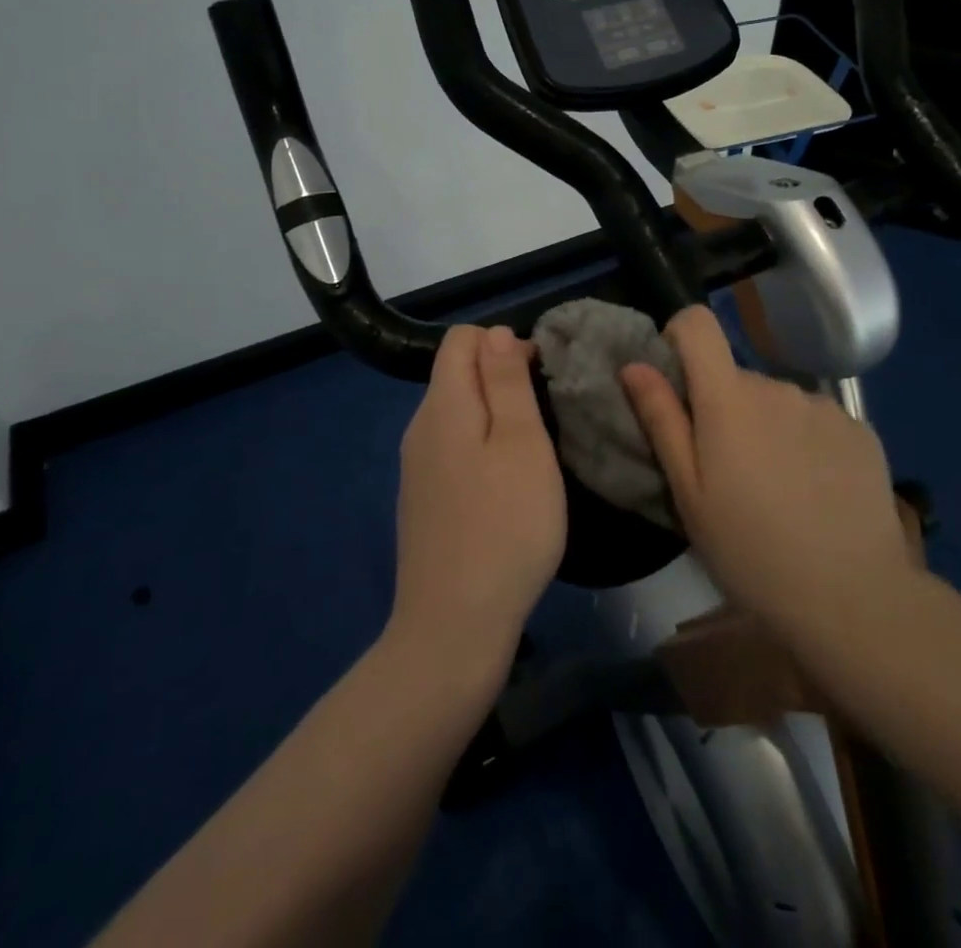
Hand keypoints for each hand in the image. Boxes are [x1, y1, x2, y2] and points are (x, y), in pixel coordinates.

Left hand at [390, 325, 565, 672]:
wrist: (453, 627)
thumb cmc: (505, 526)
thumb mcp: (522, 443)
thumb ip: (506, 381)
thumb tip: (495, 333)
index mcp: (442, 404)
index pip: (462, 339)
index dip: (503, 343)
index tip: (540, 379)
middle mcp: (419, 427)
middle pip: (456, 373)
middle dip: (501, 378)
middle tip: (545, 419)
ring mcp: (416, 467)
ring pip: (457, 413)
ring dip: (495, 416)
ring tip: (532, 453)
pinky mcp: (422, 500)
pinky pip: (452, 449)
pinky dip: (481, 448)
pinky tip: (505, 488)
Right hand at [620, 306, 915, 646]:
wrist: (853, 598)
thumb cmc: (750, 551)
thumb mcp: (689, 494)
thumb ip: (661, 420)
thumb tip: (634, 365)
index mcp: (729, 397)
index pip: (698, 323)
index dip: (680, 339)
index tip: (678, 385)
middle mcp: (777, 386)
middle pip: (736, 377)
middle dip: (724, 409)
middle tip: (728, 472)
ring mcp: (824, 406)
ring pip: (777, 401)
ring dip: (767, 427)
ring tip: (777, 490)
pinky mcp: (860, 430)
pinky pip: (816, 420)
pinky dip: (807, 442)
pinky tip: (816, 493)